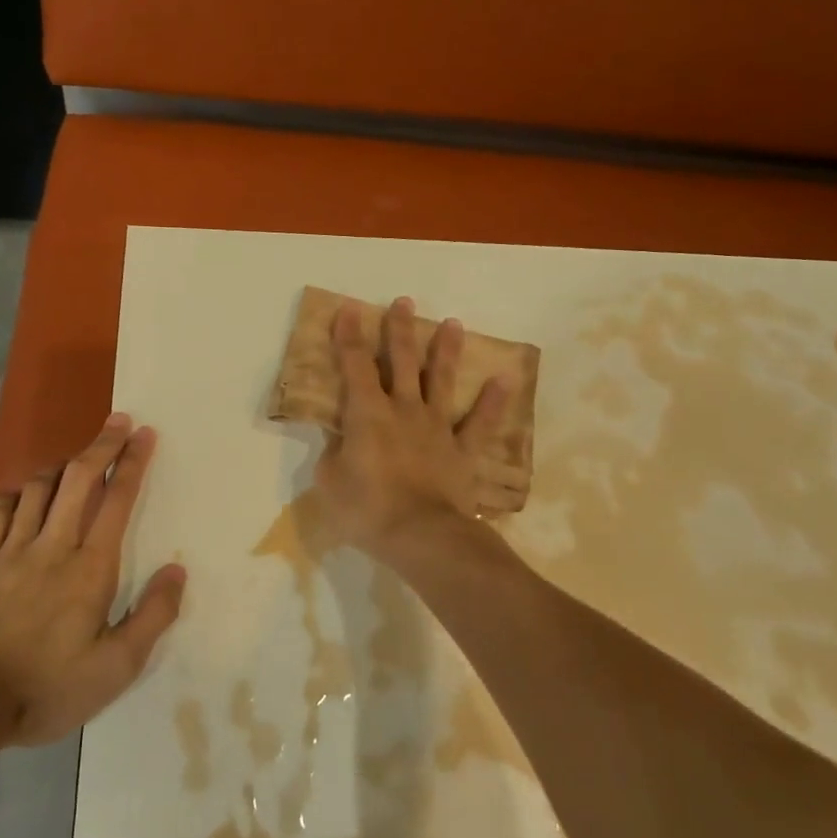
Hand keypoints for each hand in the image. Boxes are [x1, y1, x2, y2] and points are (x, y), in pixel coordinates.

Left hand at [0, 414, 186, 745]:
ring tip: (76, 459)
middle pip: (79, 478)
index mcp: (90, 567)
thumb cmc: (47, 687)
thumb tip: (177, 571)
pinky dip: (17, 493)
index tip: (145, 434)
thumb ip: (152, 616)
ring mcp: (11, 548)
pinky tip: (24, 494)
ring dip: (62, 465)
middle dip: (102, 444)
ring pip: (38, 486)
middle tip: (118, 421)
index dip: (133, 462)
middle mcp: (53, 545)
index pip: (117, 499)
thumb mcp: (116, 668)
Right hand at [314, 296, 508, 559]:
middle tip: (403, 302)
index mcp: (368, 414)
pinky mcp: (462, 451)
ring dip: (446, 351)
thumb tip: (341, 438)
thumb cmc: (367, 509)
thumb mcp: (330, 482)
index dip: (349, 336)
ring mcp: (437, 428)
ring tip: (454, 324)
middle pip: (402, 361)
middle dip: (400, 329)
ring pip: (442, 381)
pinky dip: (494, 402)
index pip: (355, 365)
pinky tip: (506, 379)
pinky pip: (481, 423)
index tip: (348, 308)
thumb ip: (334, 453)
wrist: (422, 535)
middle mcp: (404, 410)